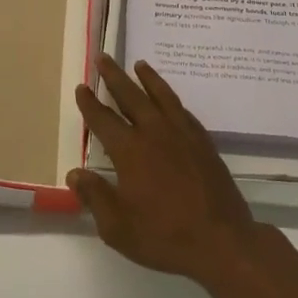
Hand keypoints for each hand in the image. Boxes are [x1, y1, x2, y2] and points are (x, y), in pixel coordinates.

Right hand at [70, 54, 268, 289]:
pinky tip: (168, 99)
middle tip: (104, 57)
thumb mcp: (117, 227)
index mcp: (130, 151)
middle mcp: (155, 133)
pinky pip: (183, 110)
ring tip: (139, 64)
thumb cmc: (164, 236)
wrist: (222, 241)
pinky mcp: (203, 142)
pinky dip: (171, 98)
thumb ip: (95, 196)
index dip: (90, 103)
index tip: (82, 87)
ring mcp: (183, 134)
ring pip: (161, 96)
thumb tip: (75, 173)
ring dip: (147, 78)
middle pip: (131, 96)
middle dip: (114, 76)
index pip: (103, 120)